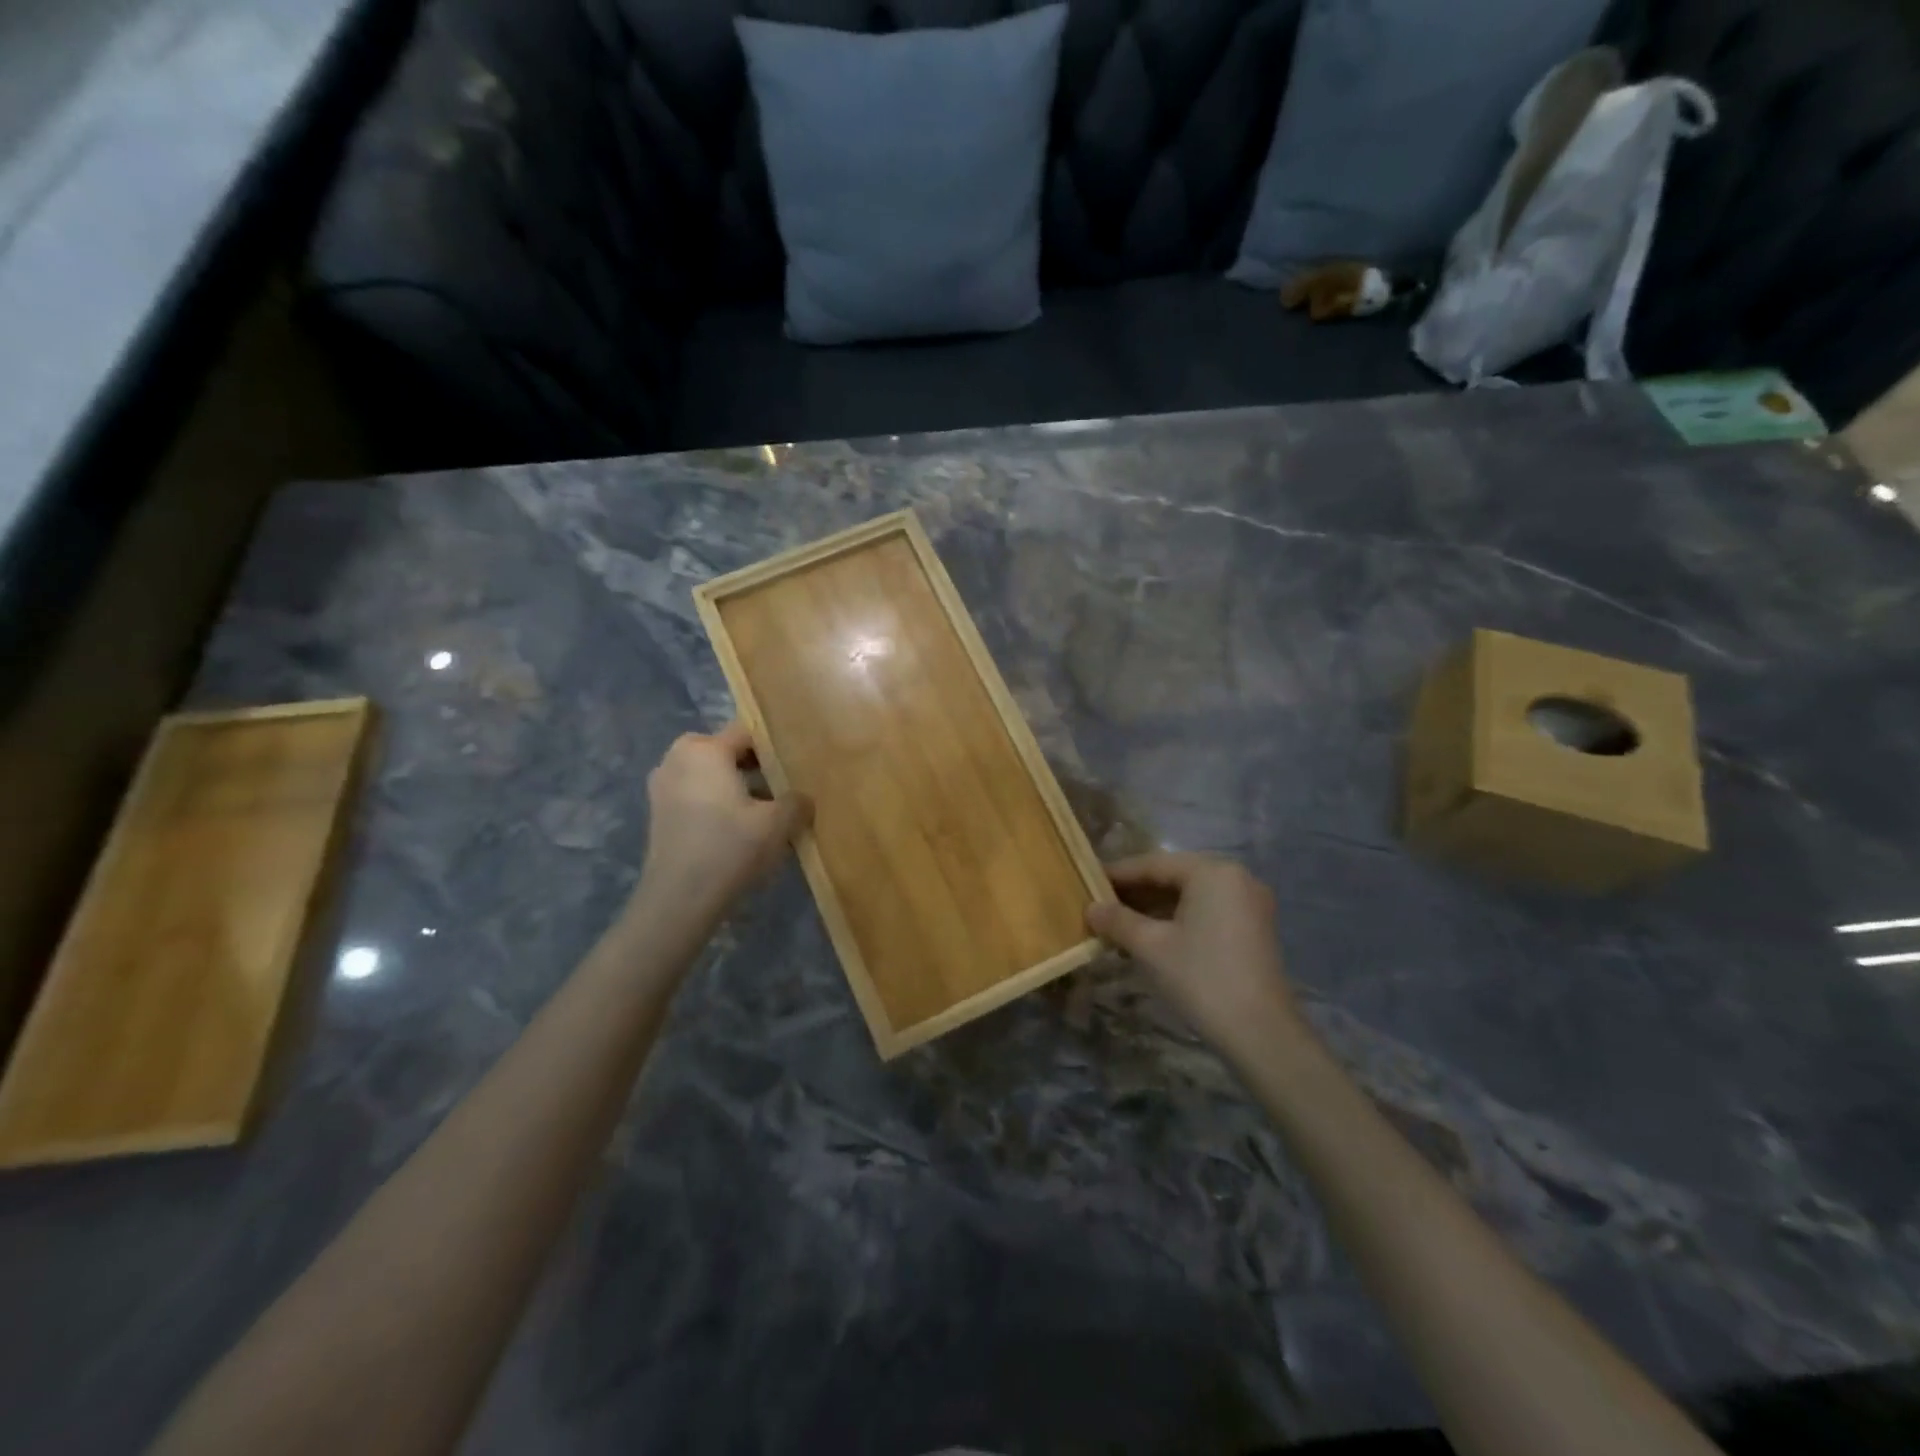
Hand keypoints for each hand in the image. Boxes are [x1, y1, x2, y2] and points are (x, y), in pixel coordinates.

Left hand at [637, 723, 810, 916]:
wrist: (679, 899)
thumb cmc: (730, 848)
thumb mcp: (778, 823)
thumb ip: (797, 802)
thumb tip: (802, 799)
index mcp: (705, 749)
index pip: (747, 733)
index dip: (774, 748)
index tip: (795, 767)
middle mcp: (677, 758)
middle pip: (726, 752)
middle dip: (754, 767)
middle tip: (782, 789)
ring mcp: (662, 785)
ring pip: (710, 775)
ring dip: (736, 788)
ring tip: (763, 813)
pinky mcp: (658, 813)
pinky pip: (696, 795)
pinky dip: (716, 804)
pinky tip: (738, 830)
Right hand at [1086, 852, 1301, 1056]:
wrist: (1261, 1033)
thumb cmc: (1201, 978)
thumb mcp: (1150, 946)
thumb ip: (1117, 920)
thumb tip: (1091, 908)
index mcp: (1212, 871)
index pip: (1154, 864)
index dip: (1118, 874)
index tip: (1088, 882)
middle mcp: (1235, 878)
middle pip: (1174, 876)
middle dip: (1136, 892)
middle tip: (1100, 905)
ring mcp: (1249, 903)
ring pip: (1190, 895)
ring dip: (1154, 908)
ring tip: (1119, 924)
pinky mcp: (1253, 929)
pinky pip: (1207, 911)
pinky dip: (1178, 919)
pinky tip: (1151, 937)